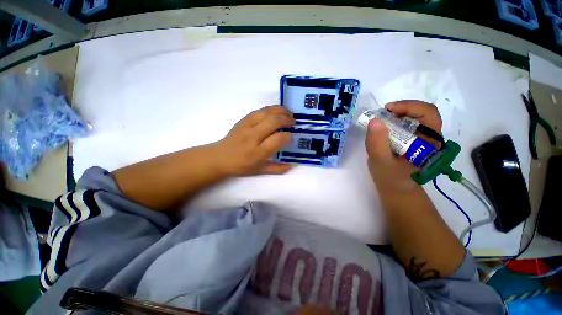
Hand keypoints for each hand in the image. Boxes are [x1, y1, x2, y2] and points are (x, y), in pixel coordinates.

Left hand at [212, 105, 295, 176]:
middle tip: (293, 122)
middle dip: (287, 119)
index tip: (291, 138)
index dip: (288, 137)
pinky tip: (276, 111)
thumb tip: (292, 165)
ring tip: (288, 113)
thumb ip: (277, 169)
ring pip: (266, 112)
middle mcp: (253, 137)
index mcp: (258, 152)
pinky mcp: (243, 120)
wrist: (220, 157)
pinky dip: (271, 109)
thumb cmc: (241, 166)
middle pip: (273, 121)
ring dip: (280, 110)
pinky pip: (259, 110)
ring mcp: (247, 126)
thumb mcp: (260, 171)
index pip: (278, 139)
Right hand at [365, 100, 441, 192]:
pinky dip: (394, 121)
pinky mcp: (414, 141)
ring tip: (380, 121)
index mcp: (429, 143)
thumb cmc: (390, 179)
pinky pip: (407, 124)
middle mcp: (430, 138)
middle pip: (422, 113)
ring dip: (396, 115)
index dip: (409, 106)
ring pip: (414, 117)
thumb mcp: (381, 162)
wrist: (396, 189)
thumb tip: (375, 120)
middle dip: (401, 109)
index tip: (387, 109)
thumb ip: (377, 143)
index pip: (428, 114)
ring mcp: (422, 139)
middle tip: (382, 114)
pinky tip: (383, 128)